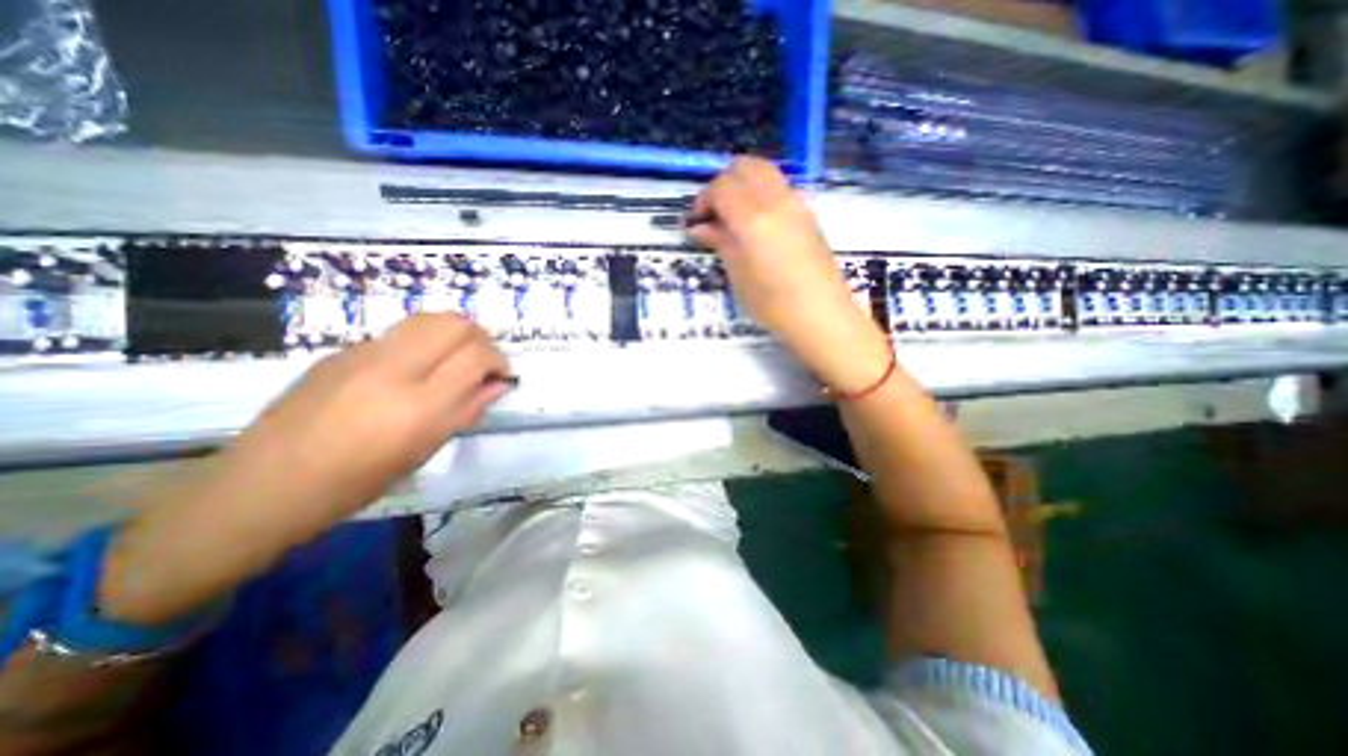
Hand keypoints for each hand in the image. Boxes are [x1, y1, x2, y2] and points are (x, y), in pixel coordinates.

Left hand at [225, 309, 511, 530]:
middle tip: (481, 363)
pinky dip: (423, 343)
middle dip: (480, 338)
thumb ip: (465, 410)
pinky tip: (414, 371)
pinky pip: (398, 334)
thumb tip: (495, 385)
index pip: (476, 355)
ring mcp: (363, 354)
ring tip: (454, 360)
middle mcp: (393, 369)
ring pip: (427, 318)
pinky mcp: (342, 351)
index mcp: (418, 405)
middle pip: (455, 323)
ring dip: (453, 334)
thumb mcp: (424, 451)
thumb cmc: (356, 483)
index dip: (498, 360)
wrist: (264, 486)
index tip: (501, 376)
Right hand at [689, 161, 890, 393]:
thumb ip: (720, 242)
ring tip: (734, 216)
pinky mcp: (809, 213)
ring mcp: (798, 203)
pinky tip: (757, 223)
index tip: (697, 222)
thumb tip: (699, 227)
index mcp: (754, 218)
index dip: (704, 199)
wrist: (821, 315)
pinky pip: (780, 187)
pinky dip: (761, 193)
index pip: (722, 186)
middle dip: (723, 184)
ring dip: (743, 184)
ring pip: (765, 171)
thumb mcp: (738, 275)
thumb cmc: (773, 304)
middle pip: (744, 167)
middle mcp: (777, 200)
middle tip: (714, 214)